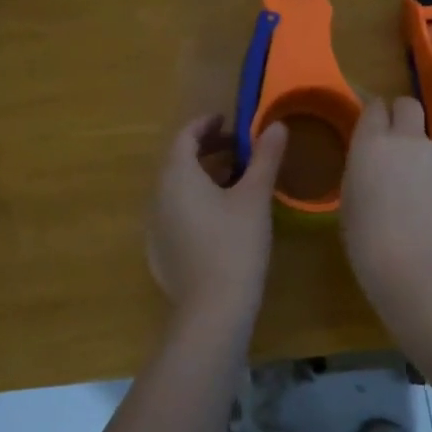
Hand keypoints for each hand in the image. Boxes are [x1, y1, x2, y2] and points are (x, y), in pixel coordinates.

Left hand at [147, 114, 286, 327]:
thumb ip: (265, 158)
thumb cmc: (235, 244)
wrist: (212, 310)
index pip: (185, 136)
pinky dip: (195, 202)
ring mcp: (155, 226)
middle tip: (239, 150)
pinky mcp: (159, 251)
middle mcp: (158, 196)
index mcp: (177, 176)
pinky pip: (175, 213)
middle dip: (208, 149)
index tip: (229, 121)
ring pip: (177, 188)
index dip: (207, 124)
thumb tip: (276, 126)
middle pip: (179, 161)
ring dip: (203, 176)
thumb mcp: (255, 197)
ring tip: (236, 182)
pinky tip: (220, 218)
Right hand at [340, 97, 431, 312]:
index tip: (370, 132)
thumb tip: (373, 166)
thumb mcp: (350, 207)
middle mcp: (409, 139)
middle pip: (408, 105)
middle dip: (401, 116)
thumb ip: (361, 174)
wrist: (427, 276)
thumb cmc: (372, 248)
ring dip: (423, 157)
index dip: (373, 117)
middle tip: (395, 147)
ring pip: (431, 140)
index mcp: (371, 145)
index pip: (373, 107)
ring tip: (420, 199)